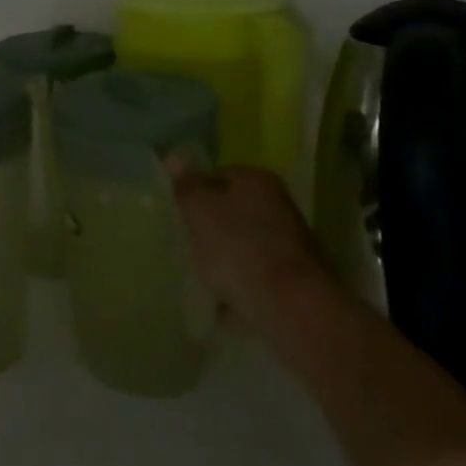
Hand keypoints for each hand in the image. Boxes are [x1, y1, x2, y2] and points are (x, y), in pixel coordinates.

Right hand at [168, 159, 329, 341]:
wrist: (290, 309)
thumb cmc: (239, 249)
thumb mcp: (201, 211)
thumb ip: (187, 186)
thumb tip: (174, 156)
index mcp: (257, 180)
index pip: (219, 174)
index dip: (195, 191)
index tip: (178, 212)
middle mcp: (278, 205)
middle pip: (233, 211)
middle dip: (210, 227)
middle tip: (185, 243)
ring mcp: (288, 245)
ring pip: (244, 246)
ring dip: (225, 259)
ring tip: (200, 276)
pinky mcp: (292, 282)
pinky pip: (255, 279)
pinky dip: (239, 289)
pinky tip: (221, 304)